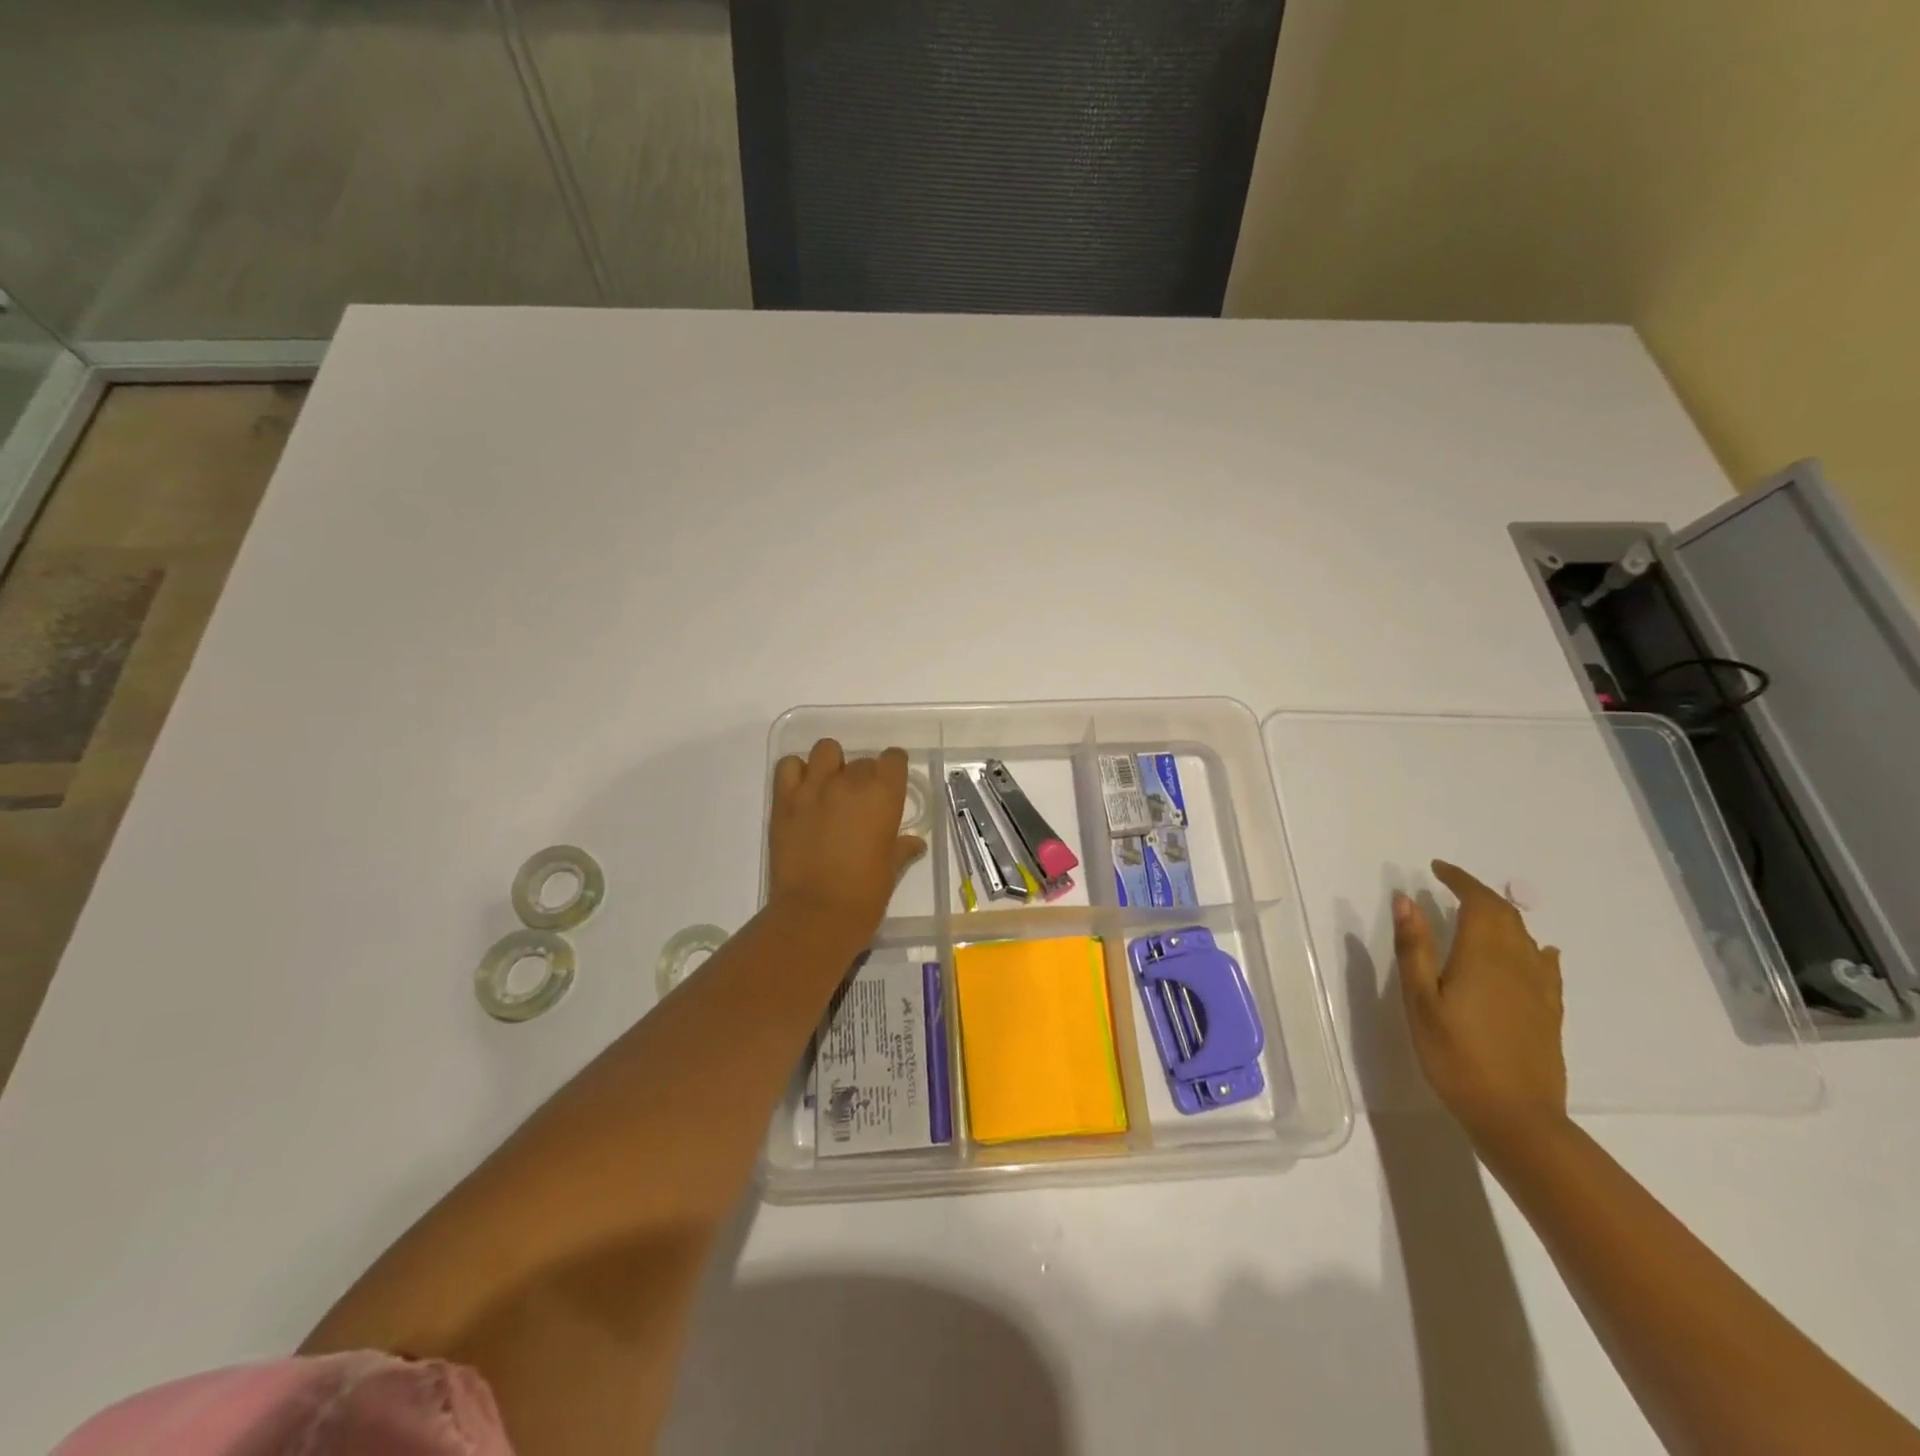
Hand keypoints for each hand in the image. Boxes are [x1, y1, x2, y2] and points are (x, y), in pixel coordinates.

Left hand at [768, 739, 925, 938]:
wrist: (816, 914)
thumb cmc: (865, 895)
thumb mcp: (891, 869)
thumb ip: (902, 848)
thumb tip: (914, 843)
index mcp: (884, 796)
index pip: (894, 759)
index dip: (893, 769)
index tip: (890, 784)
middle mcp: (851, 782)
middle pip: (862, 761)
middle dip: (863, 777)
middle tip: (859, 804)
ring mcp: (814, 788)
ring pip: (825, 751)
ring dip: (831, 765)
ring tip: (829, 789)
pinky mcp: (784, 800)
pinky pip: (789, 766)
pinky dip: (797, 772)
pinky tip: (803, 792)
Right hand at [1393, 860, 1566, 1141]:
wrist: (1516, 1117)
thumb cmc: (1455, 1056)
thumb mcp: (1421, 1001)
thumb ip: (1415, 948)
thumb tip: (1406, 899)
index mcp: (1483, 955)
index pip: (1478, 901)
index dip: (1459, 880)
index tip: (1436, 868)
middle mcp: (1518, 963)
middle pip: (1505, 914)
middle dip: (1478, 893)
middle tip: (1450, 886)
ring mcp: (1539, 989)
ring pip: (1525, 936)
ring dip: (1501, 916)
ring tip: (1476, 914)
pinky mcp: (1550, 1011)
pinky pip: (1545, 964)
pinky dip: (1532, 946)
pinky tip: (1533, 952)